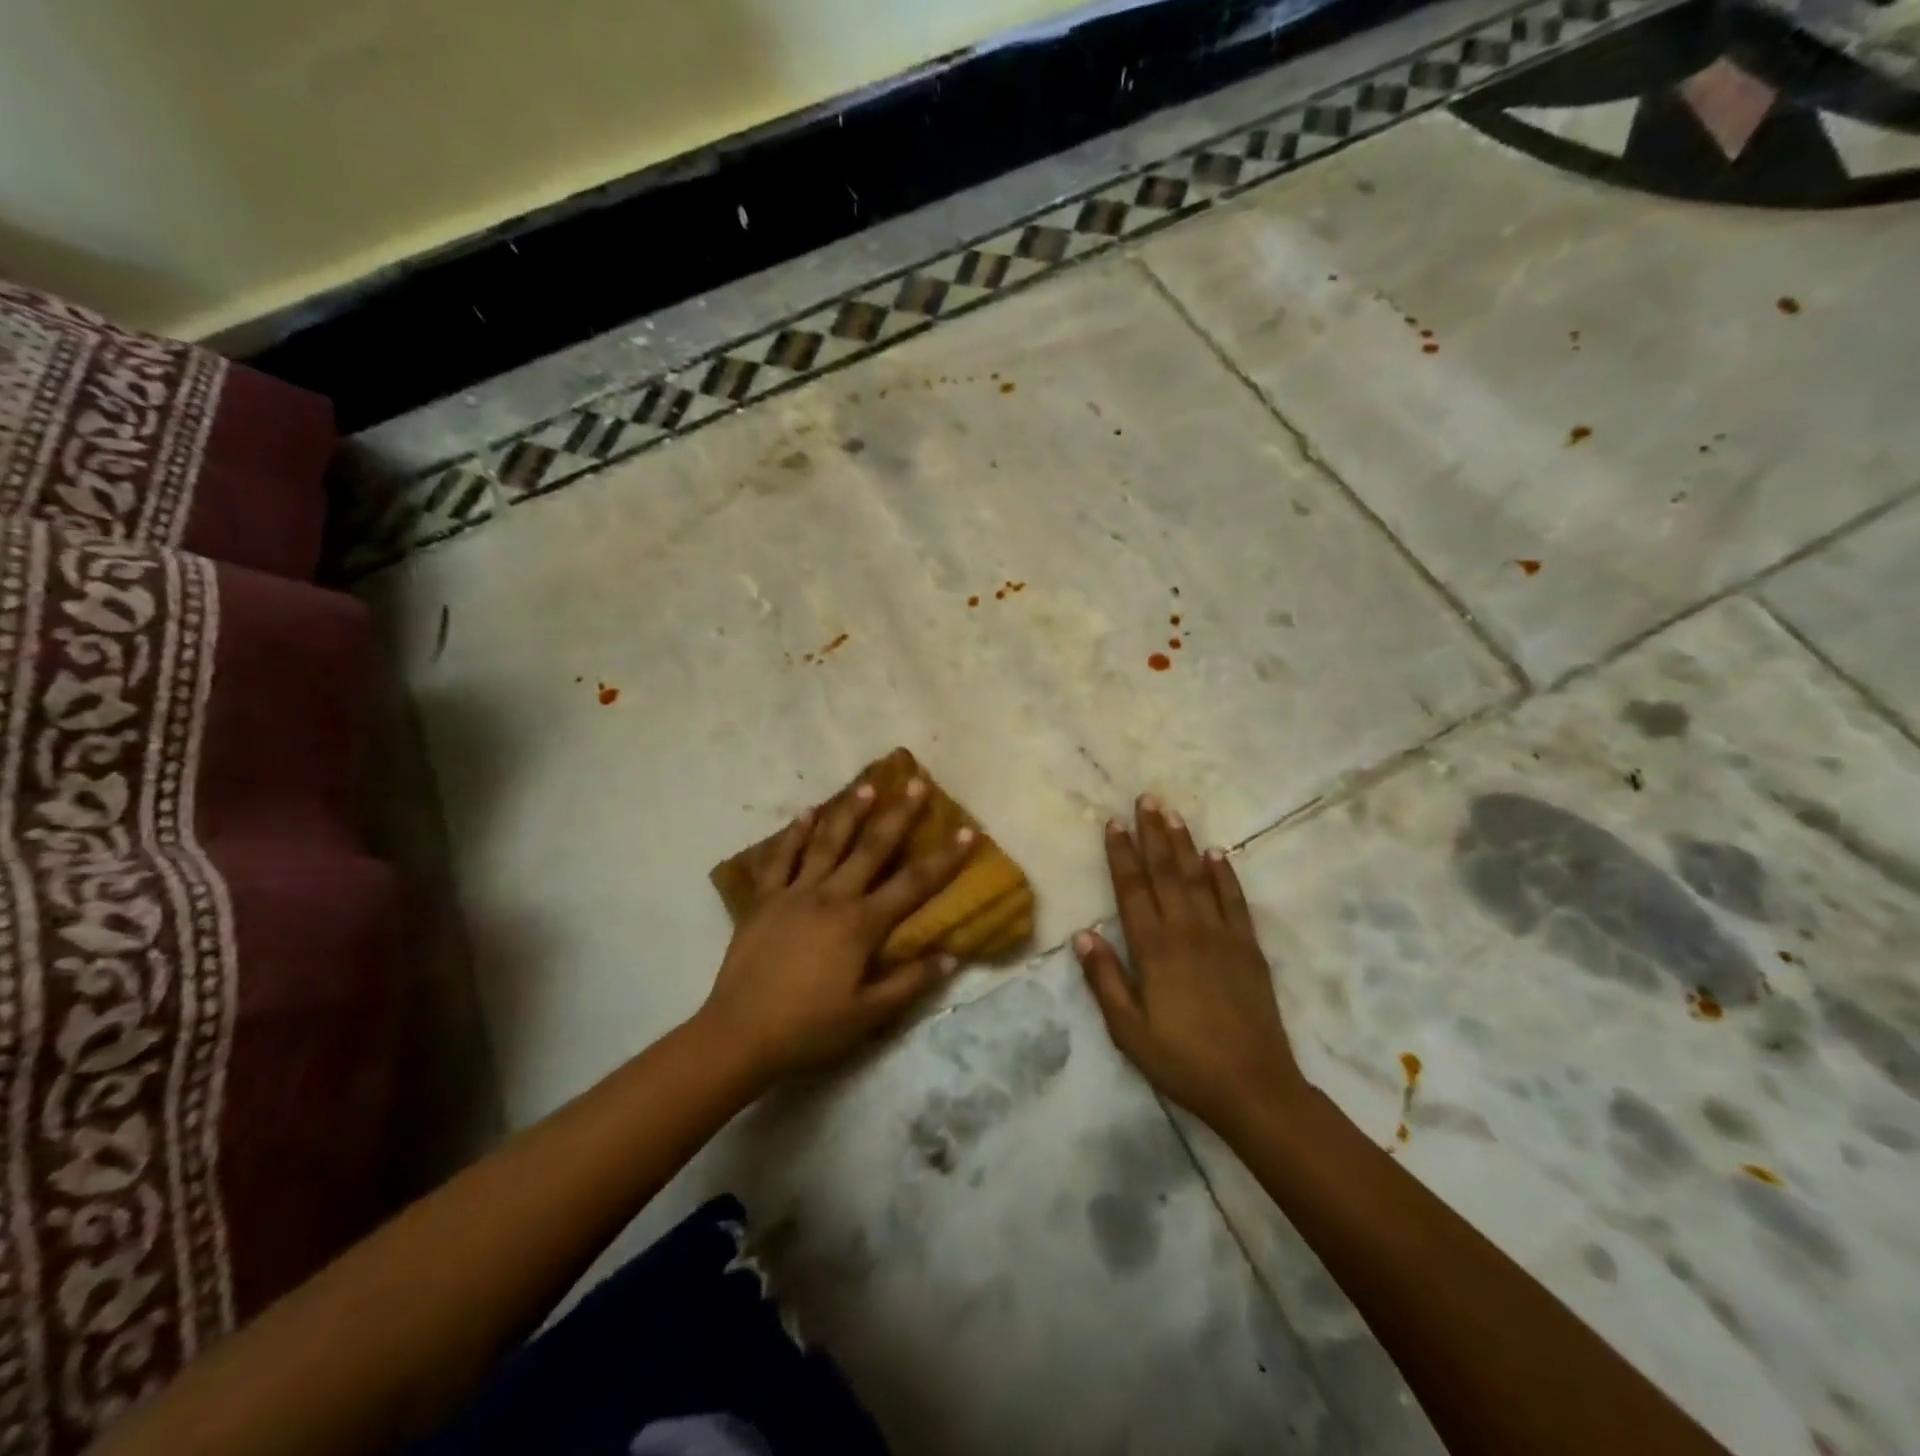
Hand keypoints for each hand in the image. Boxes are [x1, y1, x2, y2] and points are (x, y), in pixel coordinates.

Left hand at [697, 775, 975, 1086]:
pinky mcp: (764, 900)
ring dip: (849, 813)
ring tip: (866, 786)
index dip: (944, 858)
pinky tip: (805, 813)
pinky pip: (780, 859)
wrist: (739, 1035)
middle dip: (898, 814)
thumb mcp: (867, 1015)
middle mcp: (831, 897)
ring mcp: (794, 894)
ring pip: (826, 843)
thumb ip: (910, 983)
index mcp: (860, 924)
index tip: (967, 831)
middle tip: (915, 782)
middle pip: (872, 848)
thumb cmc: (809, 1028)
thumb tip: (951, 956)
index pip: (913, 884)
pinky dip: (793, 834)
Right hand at [1075, 795, 1309, 1140]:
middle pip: (1166, 872)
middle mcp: (1187, 931)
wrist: (1254, 1087)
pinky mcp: (1249, 948)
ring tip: (1173, 813)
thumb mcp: (1129, 1031)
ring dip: (1184, 843)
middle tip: (1146, 799)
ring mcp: (1222, 936)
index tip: (1114, 823)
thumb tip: (1085, 933)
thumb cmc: (1182, 1062)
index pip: (1132, 889)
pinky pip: (1234, 901)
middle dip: (1153, 833)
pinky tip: (1217, 854)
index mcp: (1154, 950)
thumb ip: (1105, 980)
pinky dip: (1225, 875)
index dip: (1122, 854)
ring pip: (1198, 878)